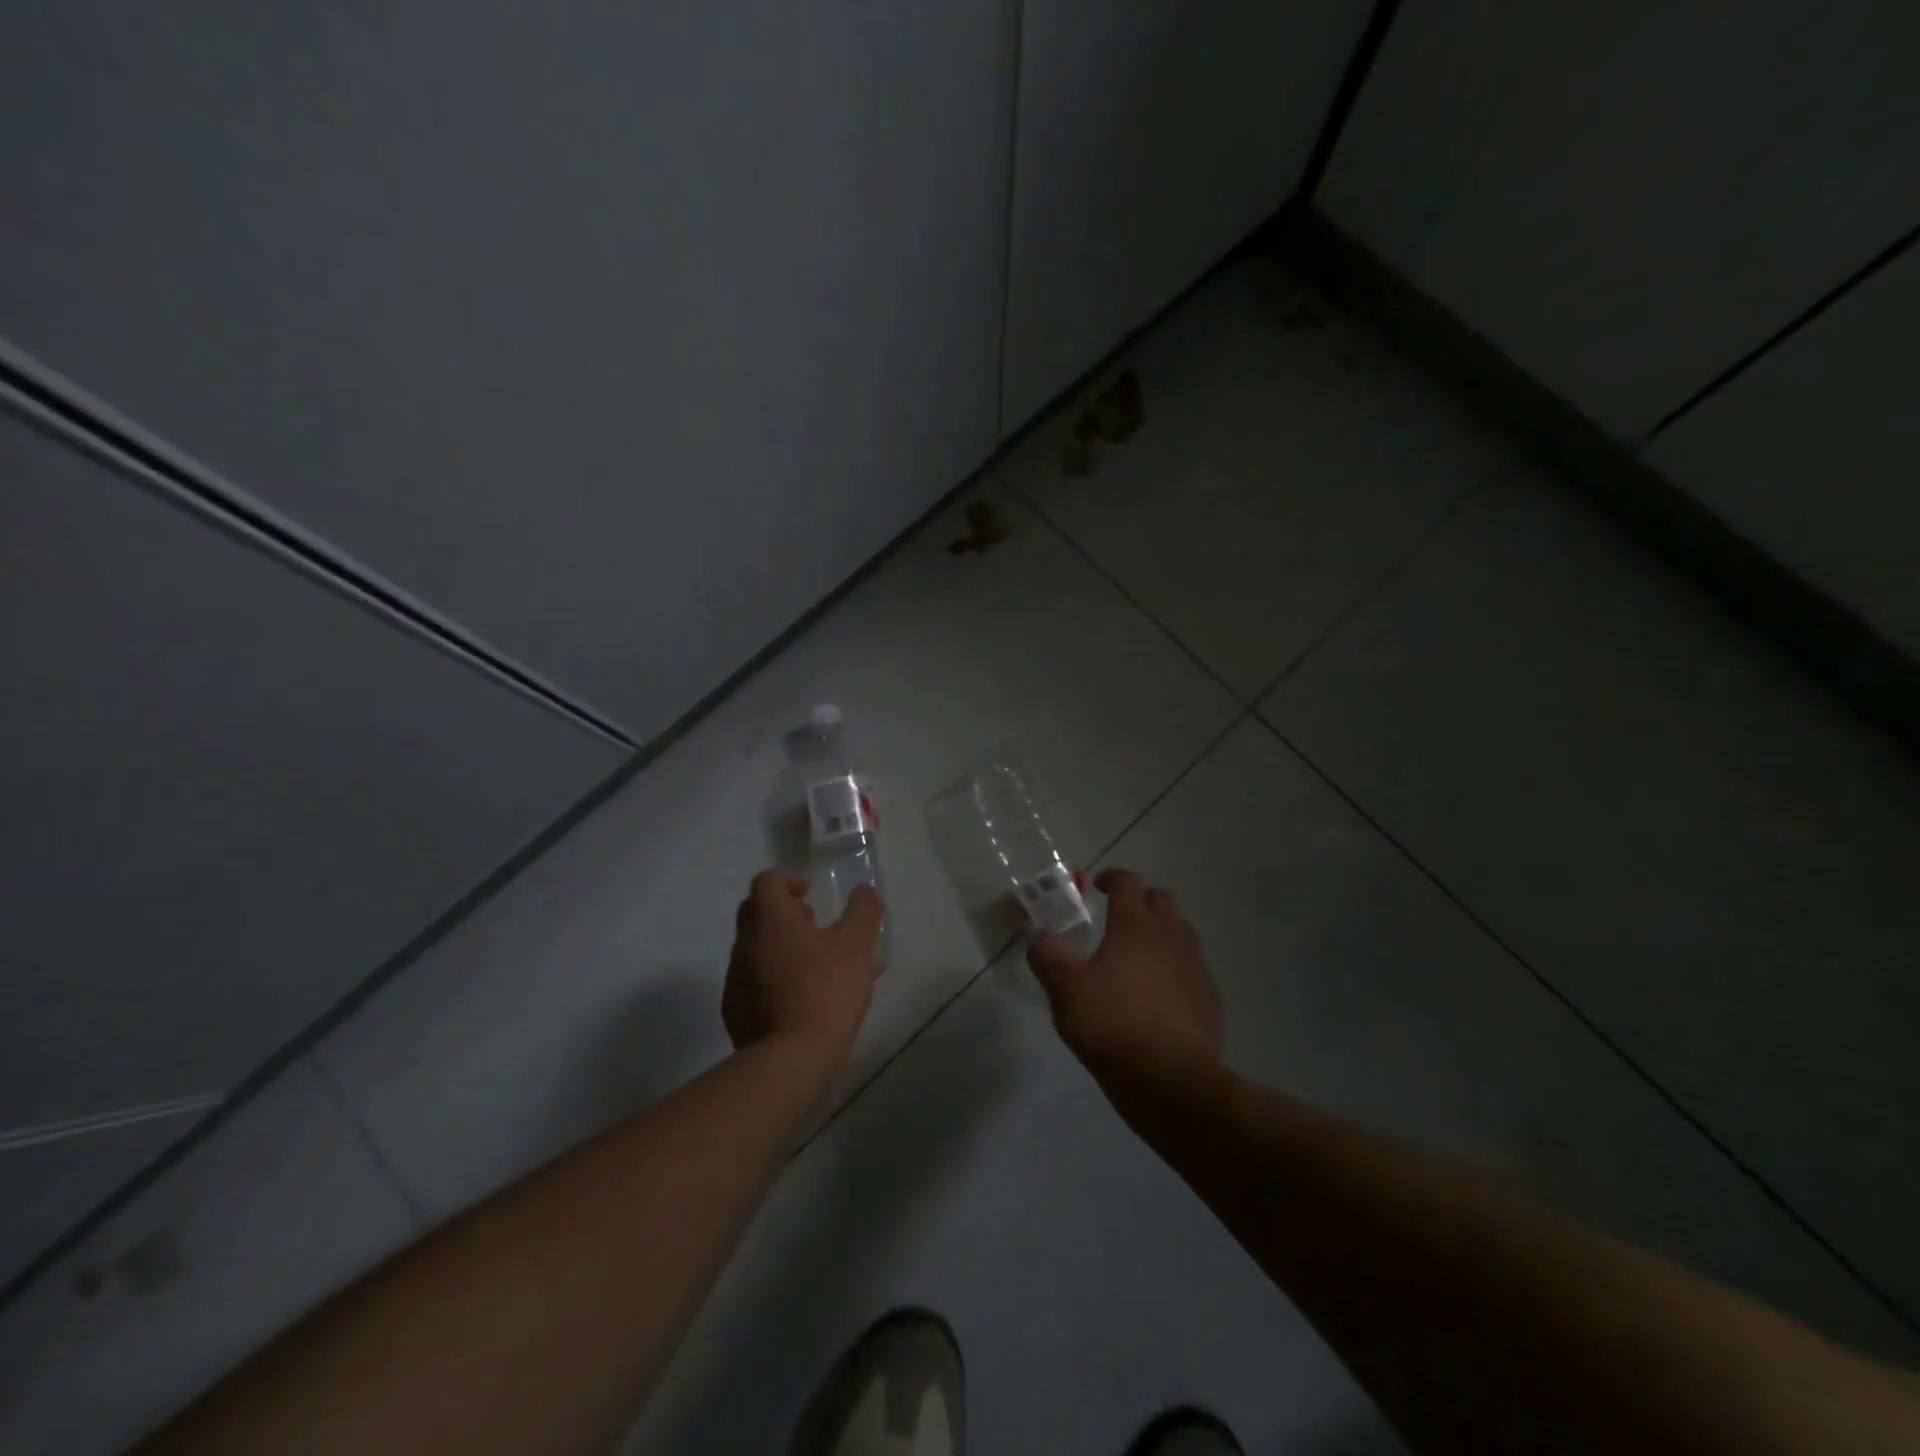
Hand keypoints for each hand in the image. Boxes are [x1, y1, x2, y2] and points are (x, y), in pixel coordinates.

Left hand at [722, 871, 883, 1065]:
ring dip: (776, 946)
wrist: (790, 1059)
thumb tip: (864, 891)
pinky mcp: (734, 1010)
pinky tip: (796, 998)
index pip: (767, 881)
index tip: (810, 895)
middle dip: (781, 912)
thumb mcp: (857, 946)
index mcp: (771, 919)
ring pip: (752, 947)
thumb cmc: (826, 991)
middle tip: (811, 925)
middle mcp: (745, 942)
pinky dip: (769, 978)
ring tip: (810, 965)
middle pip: (755, 911)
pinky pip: (750, 981)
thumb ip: (863, 911)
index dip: (788, 881)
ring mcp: (735, 978)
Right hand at [1027, 867, 1222, 1088]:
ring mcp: (1195, 966)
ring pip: (1181, 932)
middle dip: (1141, 900)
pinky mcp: (1209, 998)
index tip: (1098, 885)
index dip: (1112, 878)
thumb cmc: (1113, 1026)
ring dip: (1161, 932)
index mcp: (1135, 925)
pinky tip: (1159, 993)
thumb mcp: (1066, 990)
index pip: (1128, 883)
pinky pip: (1191, 967)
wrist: (1173, 1081)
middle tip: (1119, 916)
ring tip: (1138, 955)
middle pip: (1162, 900)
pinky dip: (1174, 967)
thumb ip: (1048, 956)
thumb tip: (1040, 936)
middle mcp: (1170, 935)